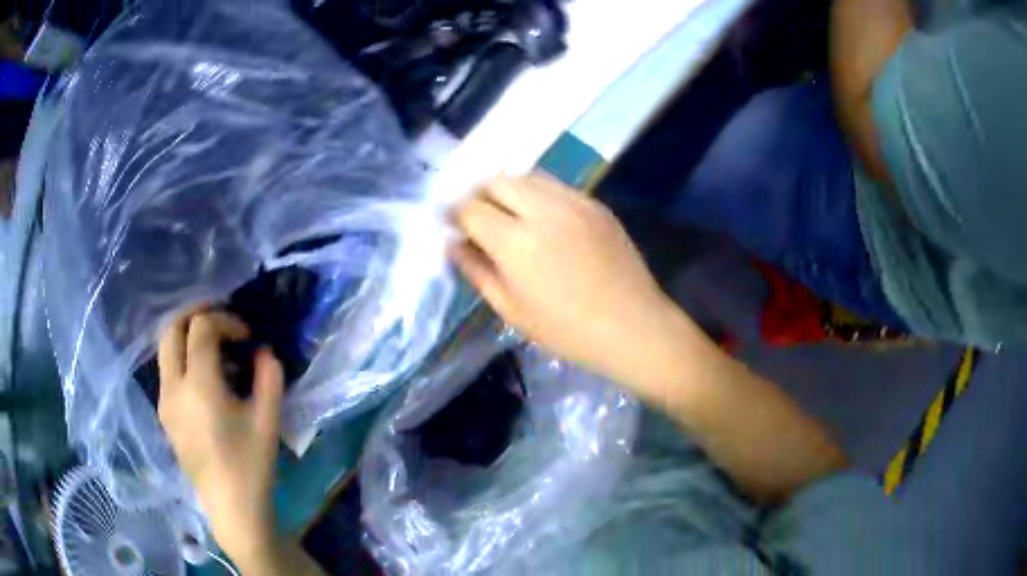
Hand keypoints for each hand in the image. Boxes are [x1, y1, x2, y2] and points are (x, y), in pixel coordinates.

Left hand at [157, 311, 282, 567]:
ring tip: (216, 354)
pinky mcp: (164, 415)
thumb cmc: (251, 465)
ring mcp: (164, 401)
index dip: (225, 320)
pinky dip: (184, 360)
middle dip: (196, 315)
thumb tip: (263, 353)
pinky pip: (168, 372)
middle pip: (171, 328)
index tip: (246, 336)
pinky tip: (206, 383)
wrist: (231, 507)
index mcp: (199, 385)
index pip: (201, 328)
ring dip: (188, 338)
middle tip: (221, 321)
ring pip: (165, 349)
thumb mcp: (268, 420)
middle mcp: (173, 386)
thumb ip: (269, 377)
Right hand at [451, 174, 687, 390]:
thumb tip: (454, 244)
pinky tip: (543, 218)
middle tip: (478, 218)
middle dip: (479, 194)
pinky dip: (538, 194)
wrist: (632, 325)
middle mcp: (542, 210)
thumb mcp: (512, 309)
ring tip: (509, 215)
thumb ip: (477, 271)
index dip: (454, 214)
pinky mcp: (595, 203)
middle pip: (497, 180)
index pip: (470, 208)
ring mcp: (573, 201)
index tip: (451, 224)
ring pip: (527, 176)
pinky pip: (555, 186)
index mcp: (516, 242)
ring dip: (508, 190)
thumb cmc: (567, 330)